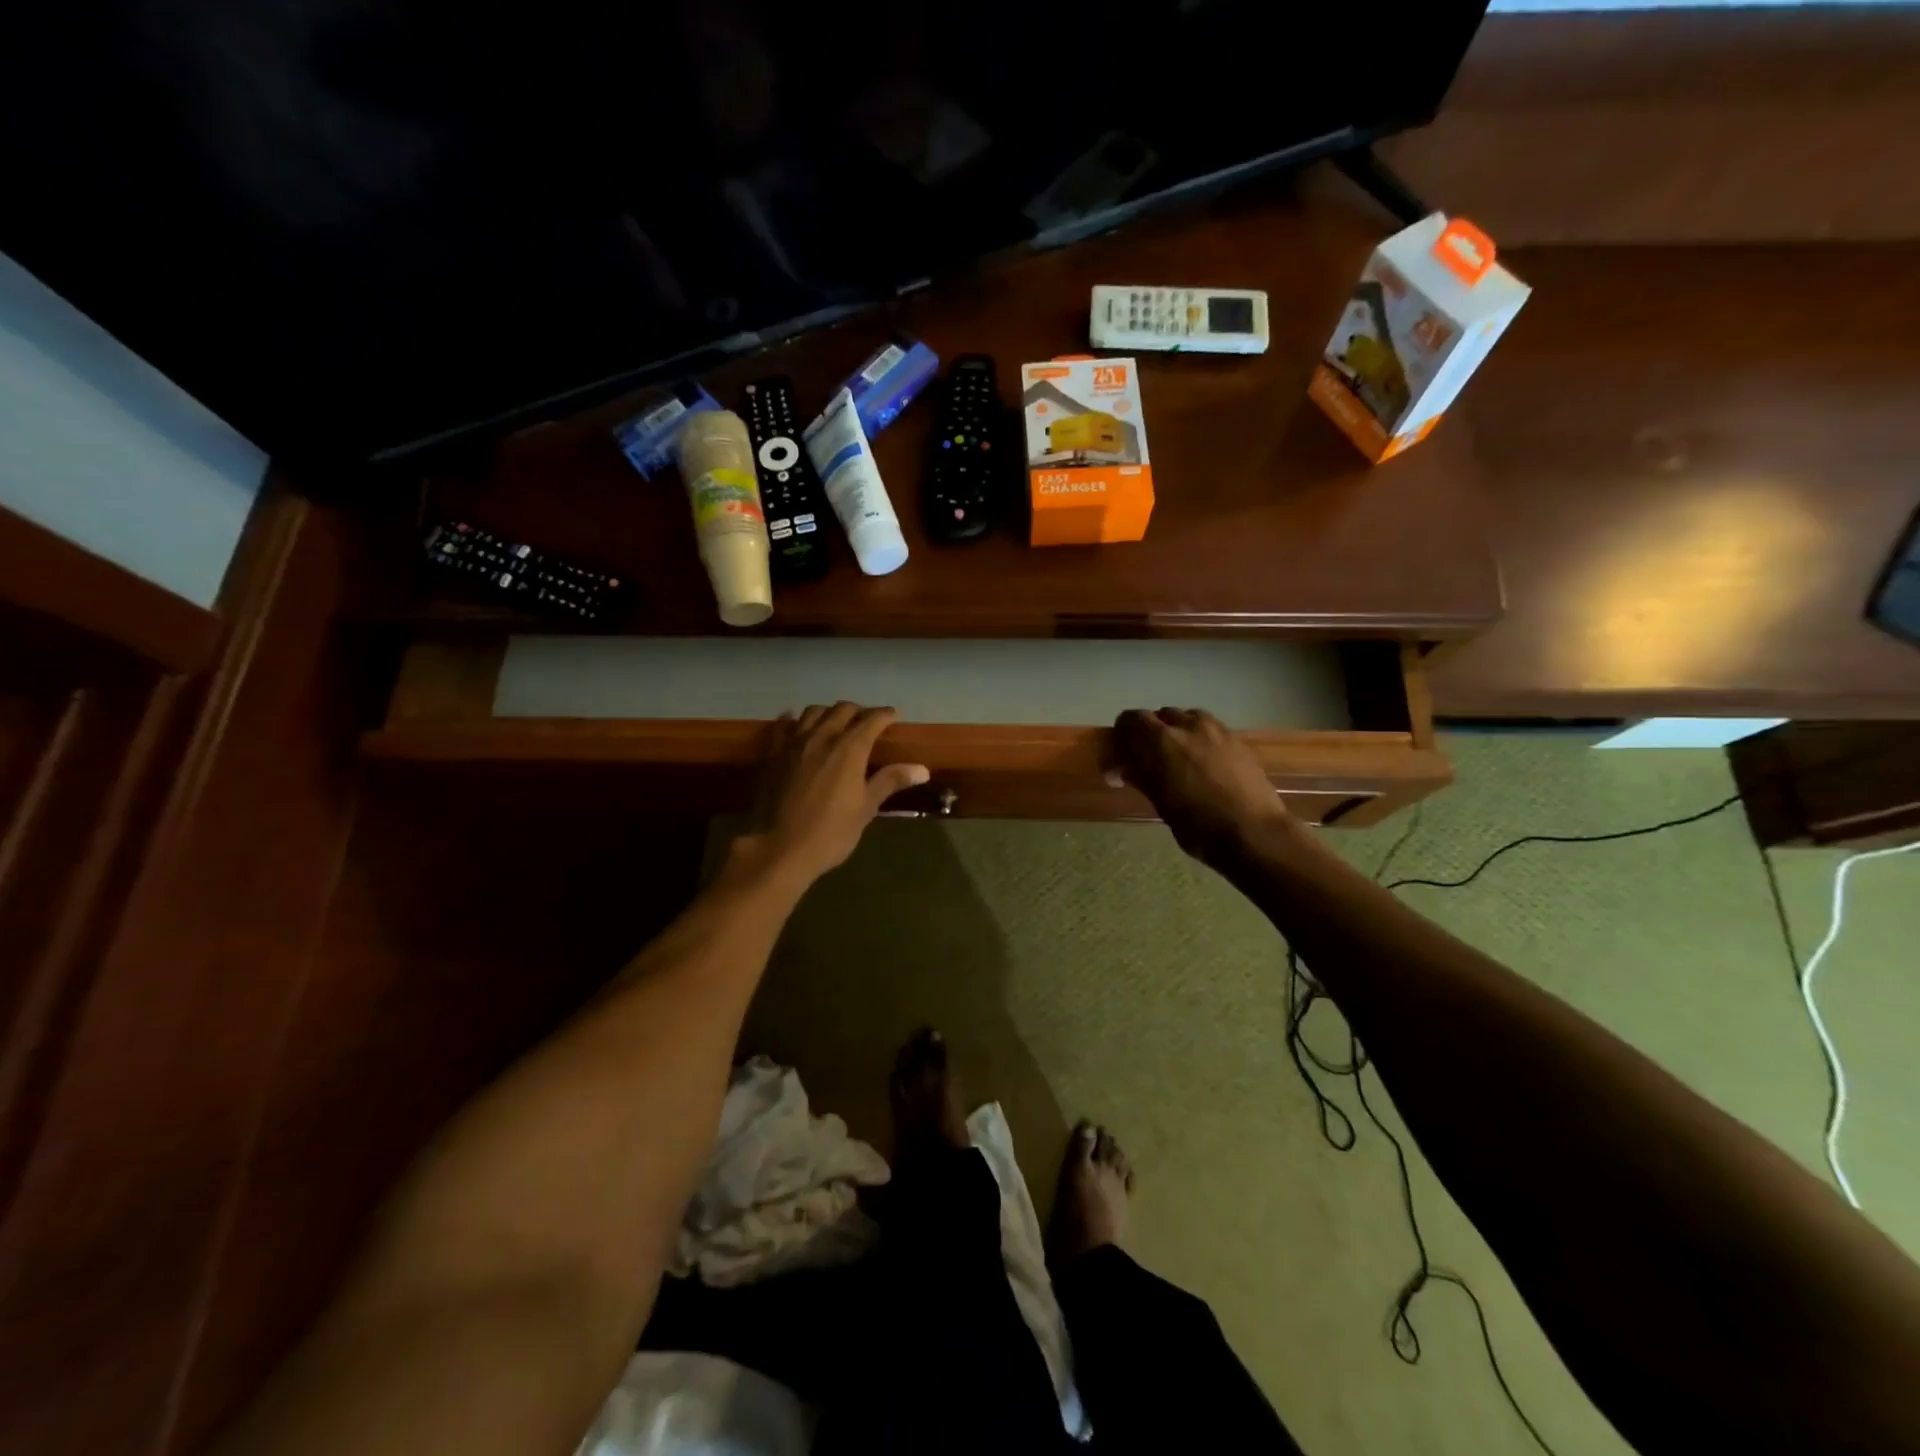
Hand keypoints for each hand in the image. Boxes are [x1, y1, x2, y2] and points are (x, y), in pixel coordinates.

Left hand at [744, 703, 929, 883]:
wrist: (779, 848)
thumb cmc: (830, 832)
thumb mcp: (866, 808)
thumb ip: (890, 781)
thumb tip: (922, 769)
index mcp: (849, 748)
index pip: (872, 719)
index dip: (885, 715)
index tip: (894, 716)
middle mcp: (822, 736)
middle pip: (843, 709)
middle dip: (859, 711)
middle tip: (867, 722)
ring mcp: (794, 742)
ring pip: (814, 712)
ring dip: (829, 713)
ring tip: (835, 724)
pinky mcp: (772, 753)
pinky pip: (784, 725)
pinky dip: (796, 721)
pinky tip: (799, 729)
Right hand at [1108, 707, 1289, 862]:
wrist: (1253, 832)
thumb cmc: (1198, 825)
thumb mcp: (1161, 804)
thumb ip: (1142, 779)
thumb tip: (1124, 769)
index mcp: (1161, 740)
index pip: (1132, 719)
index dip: (1124, 732)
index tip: (1122, 750)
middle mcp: (1189, 726)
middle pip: (1163, 715)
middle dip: (1153, 730)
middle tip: (1150, 756)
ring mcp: (1218, 731)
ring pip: (1190, 718)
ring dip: (1180, 731)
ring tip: (1180, 756)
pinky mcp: (1239, 741)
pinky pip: (1212, 730)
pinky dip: (1202, 739)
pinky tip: (1206, 763)